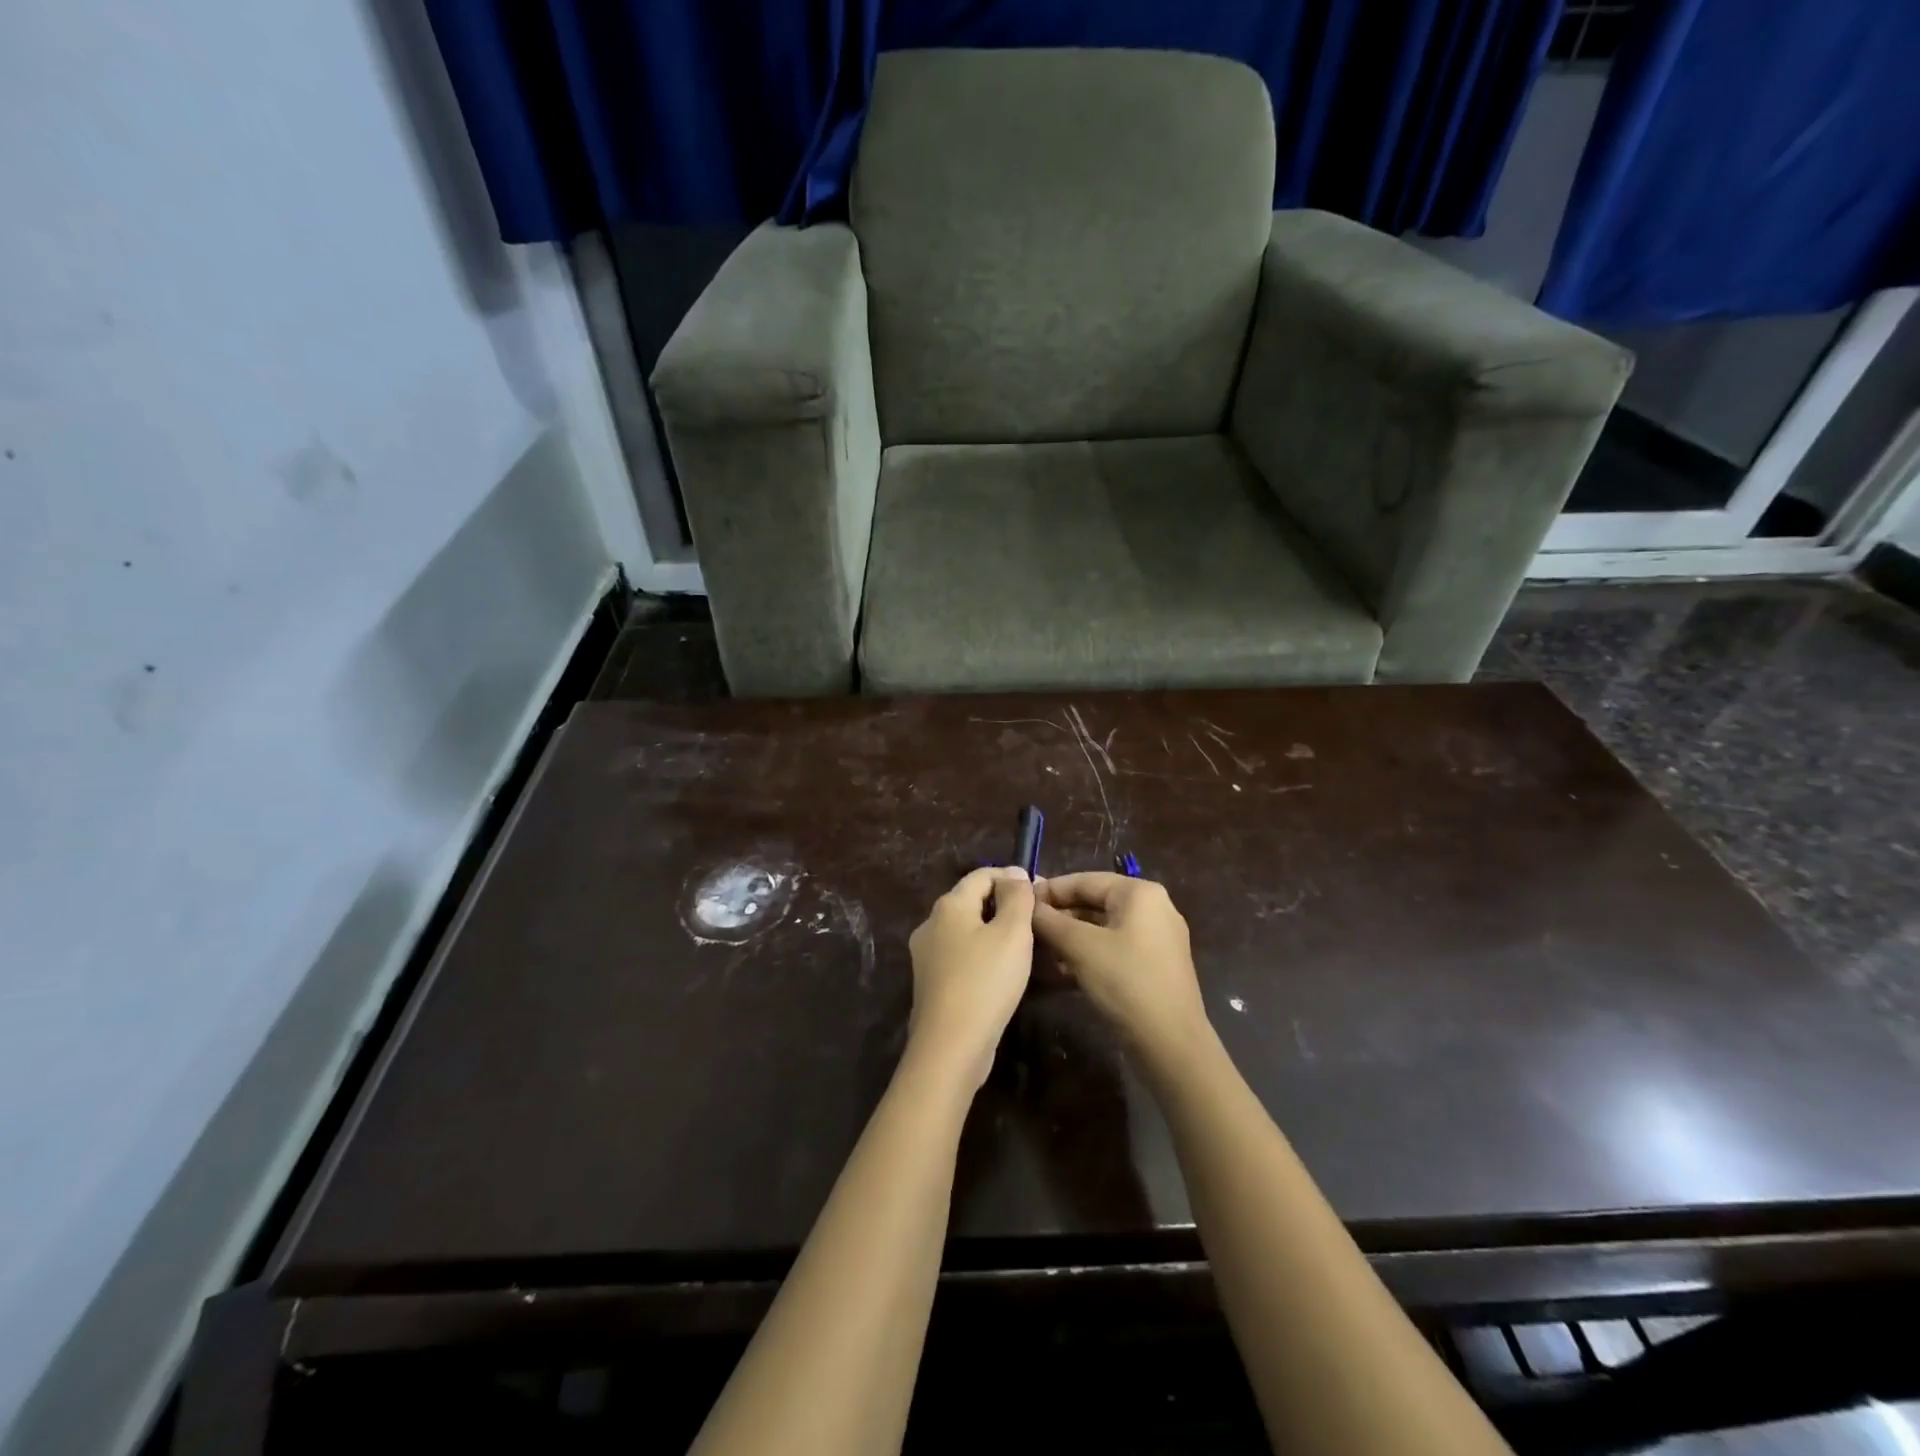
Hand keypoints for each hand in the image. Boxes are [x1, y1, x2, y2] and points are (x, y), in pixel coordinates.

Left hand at [905, 867, 1034, 1091]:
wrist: (950, 1046)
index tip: (1041, 892)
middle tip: (1037, 920)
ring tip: (1025, 946)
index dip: (1012, 877)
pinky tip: (1002, 972)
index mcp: (949, 905)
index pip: (983, 874)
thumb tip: (1015, 873)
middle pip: (972, 900)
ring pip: (967, 930)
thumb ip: (1017, 897)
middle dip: (1004, 904)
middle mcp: (931, 924)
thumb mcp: (1012, 933)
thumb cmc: (985, 981)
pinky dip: (983, 954)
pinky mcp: (931, 982)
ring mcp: (927, 955)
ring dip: (995, 931)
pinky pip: (961, 955)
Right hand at [1032, 873, 1208, 1063]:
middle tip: (1027, 928)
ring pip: (1103, 927)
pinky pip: (1115, 947)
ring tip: (1040, 950)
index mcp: (1140, 893)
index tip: (1020, 903)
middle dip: (1060, 916)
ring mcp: (1157, 938)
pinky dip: (1089, 953)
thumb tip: (1026, 904)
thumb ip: (1050, 921)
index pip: (1085, 880)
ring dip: (1071, 936)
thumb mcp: (1080, 947)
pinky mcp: (1155, 965)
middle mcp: (1153, 908)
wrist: (1170, 1043)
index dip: (1050, 890)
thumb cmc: (1125, 982)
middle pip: (1095, 902)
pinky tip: (1063, 969)